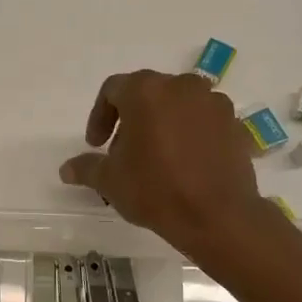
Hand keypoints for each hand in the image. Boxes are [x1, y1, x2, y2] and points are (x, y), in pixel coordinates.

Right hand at [60, 70, 265, 253]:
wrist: (218, 215)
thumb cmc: (155, 190)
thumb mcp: (110, 181)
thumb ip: (86, 168)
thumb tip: (66, 169)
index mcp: (146, 91)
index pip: (113, 90)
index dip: (99, 116)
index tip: (96, 145)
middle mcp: (181, 86)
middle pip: (147, 94)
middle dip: (131, 119)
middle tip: (123, 152)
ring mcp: (212, 102)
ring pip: (177, 105)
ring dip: (162, 123)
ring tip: (156, 158)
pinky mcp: (234, 123)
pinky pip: (203, 121)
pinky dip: (190, 134)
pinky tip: (185, 164)